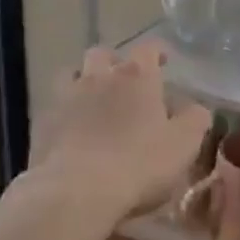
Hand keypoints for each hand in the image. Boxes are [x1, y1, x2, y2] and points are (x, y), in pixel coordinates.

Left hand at [27, 40, 211, 219]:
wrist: (76, 191)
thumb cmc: (139, 163)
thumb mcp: (184, 144)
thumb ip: (195, 119)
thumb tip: (196, 108)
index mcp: (137, 76)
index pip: (149, 48)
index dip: (158, 52)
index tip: (164, 62)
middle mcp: (100, 76)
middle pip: (103, 53)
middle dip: (114, 62)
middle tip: (125, 83)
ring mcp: (67, 97)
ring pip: (73, 74)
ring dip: (84, 82)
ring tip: (93, 102)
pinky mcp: (43, 122)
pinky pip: (54, 106)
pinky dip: (65, 112)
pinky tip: (72, 131)